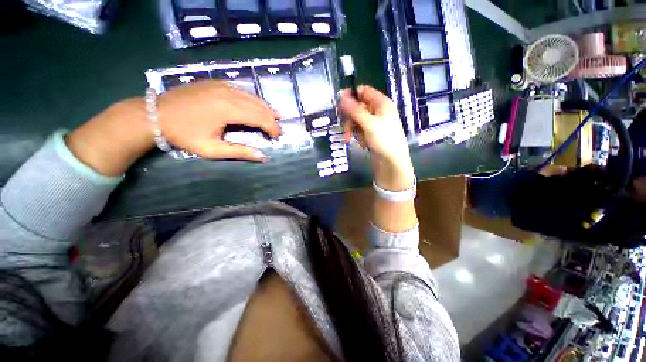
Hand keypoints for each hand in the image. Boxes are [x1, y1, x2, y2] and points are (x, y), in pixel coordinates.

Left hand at [157, 81, 281, 160]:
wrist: (155, 114)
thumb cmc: (185, 135)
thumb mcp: (213, 149)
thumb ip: (241, 152)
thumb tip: (264, 157)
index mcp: (228, 110)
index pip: (260, 118)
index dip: (272, 127)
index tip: (278, 136)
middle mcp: (229, 94)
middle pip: (259, 106)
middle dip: (272, 118)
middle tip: (279, 128)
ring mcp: (222, 85)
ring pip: (252, 96)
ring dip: (266, 107)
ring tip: (276, 115)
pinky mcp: (216, 82)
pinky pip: (242, 89)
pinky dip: (253, 98)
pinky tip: (257, 104)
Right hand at [339, 85, 414, 190]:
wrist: (392, 162)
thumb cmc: (384, 140)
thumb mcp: (368, 123)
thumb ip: (354, 110)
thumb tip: (341, 95)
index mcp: (381, 103)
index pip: (363, 91)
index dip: (351, 95)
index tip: (339, 104)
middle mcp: (377, 111)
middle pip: (357, 106)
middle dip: (349, 117)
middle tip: (344, 127)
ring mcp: (374, 123)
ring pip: (356, 119)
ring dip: (351, 129)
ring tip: (349, 139)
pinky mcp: (371, 133)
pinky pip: (359, 130)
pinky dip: (357, 136)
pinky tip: (361, 143)